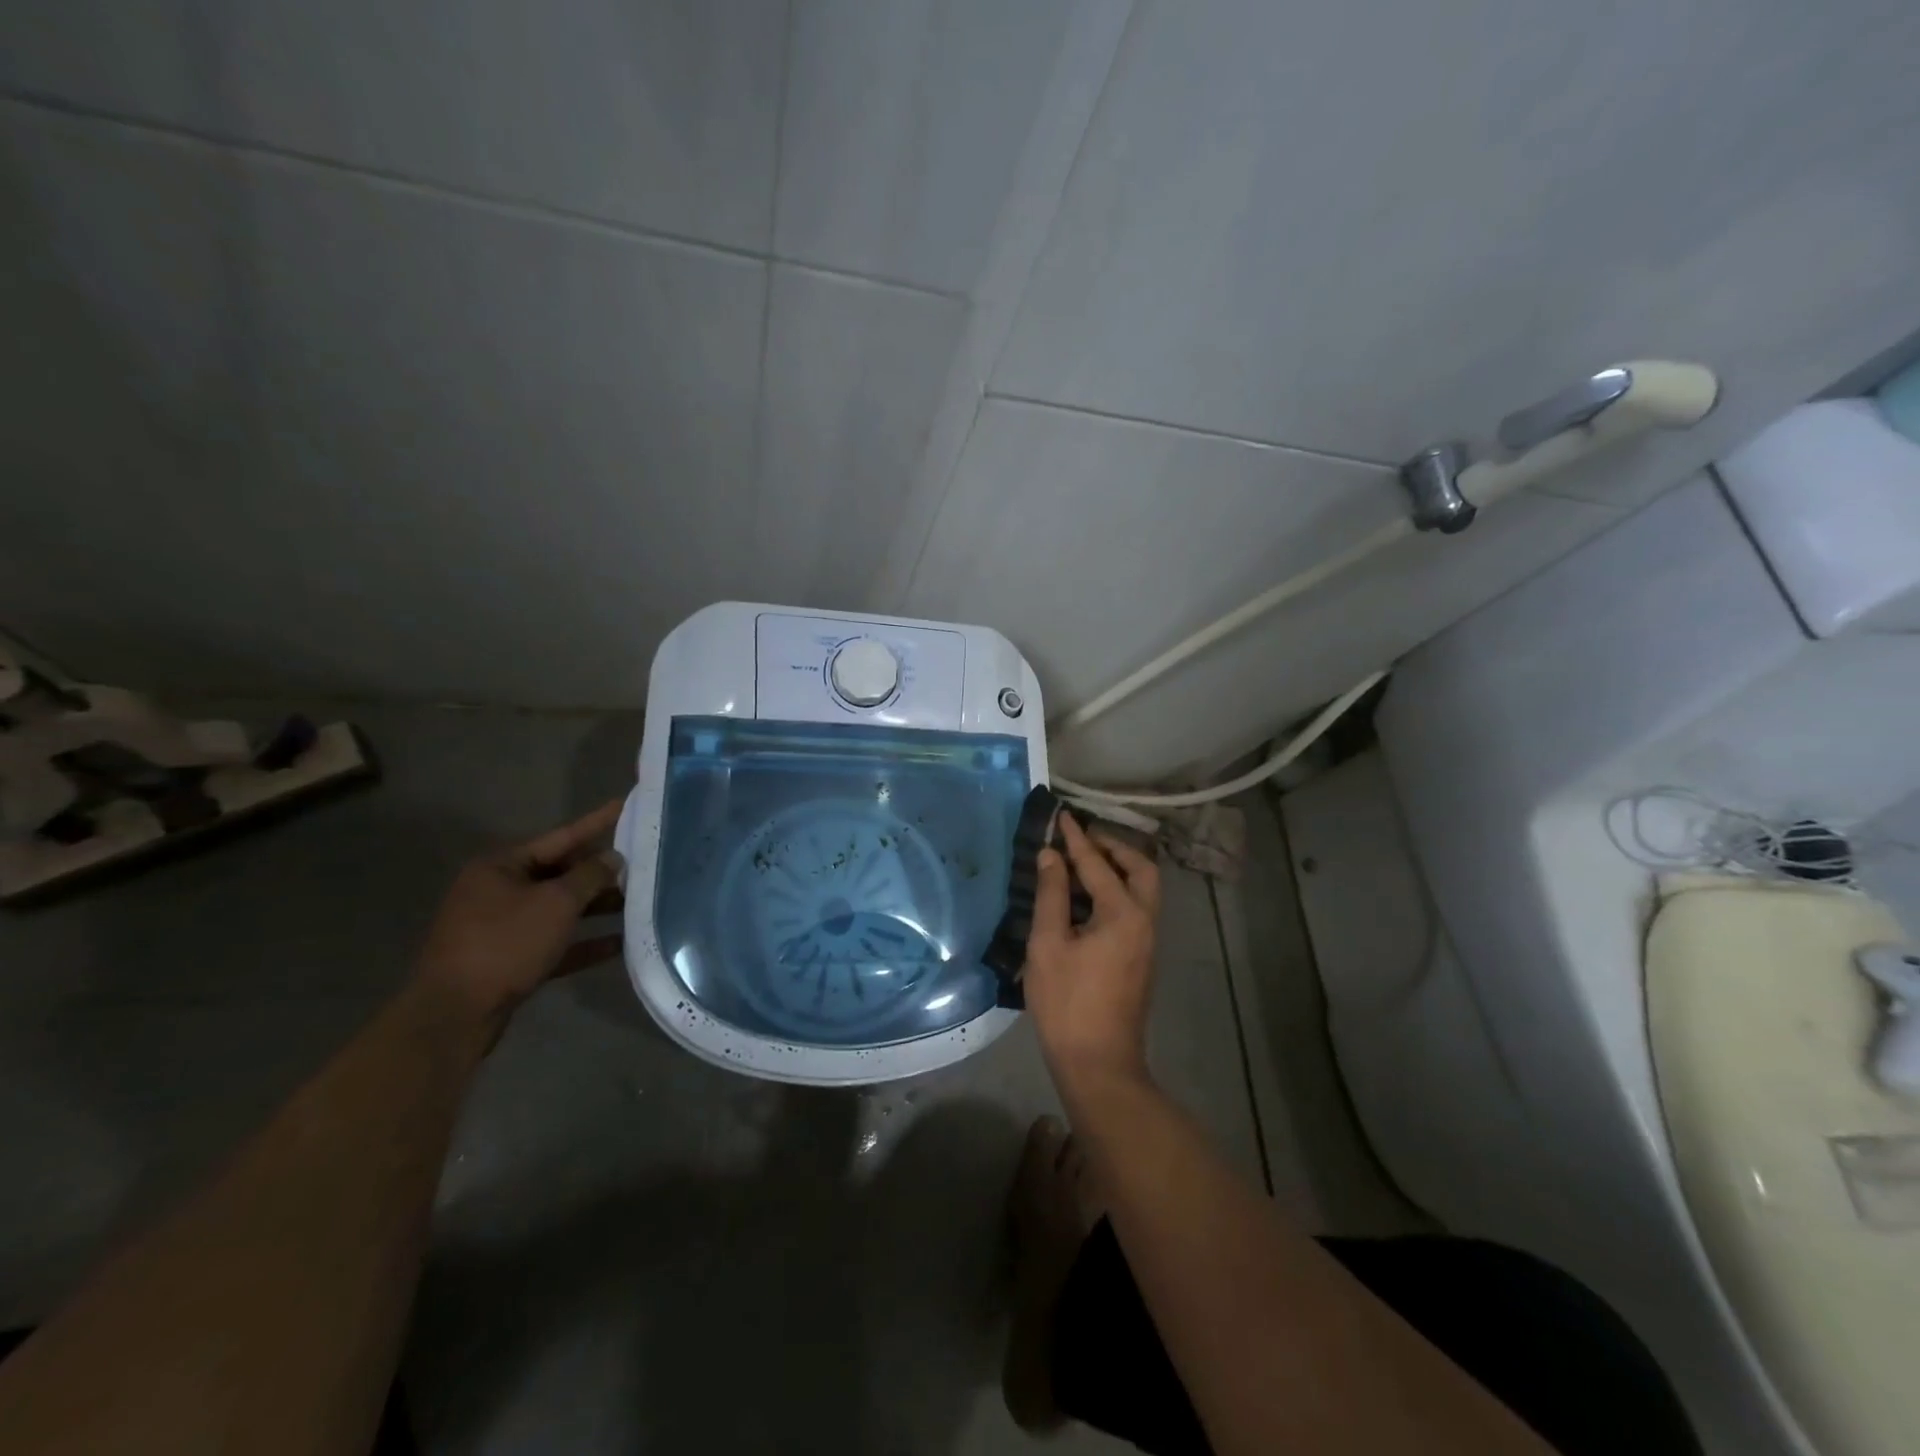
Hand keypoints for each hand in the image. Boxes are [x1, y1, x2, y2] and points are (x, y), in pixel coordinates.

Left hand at [414, 800, 625, 1035]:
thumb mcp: (556, 903)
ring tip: (638, 905)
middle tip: (642, 864)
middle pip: (560, 873)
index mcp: (502, 866)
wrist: (455, 1015)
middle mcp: (498, 891)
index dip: (596, 822)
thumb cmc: (505, 944)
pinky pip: (554, 943)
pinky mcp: (508, 961)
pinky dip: (583, 941)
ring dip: (596, 908)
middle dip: (601, 872)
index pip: (561, 837)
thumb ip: (590, 876)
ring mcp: (501, 927)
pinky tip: (619, 944)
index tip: (625, 804)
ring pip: (559, 909)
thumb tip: (613, 857)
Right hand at [1023, 812, 1160, 1093]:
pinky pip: (1135, 907)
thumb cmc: (1067, 1003)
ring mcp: (1147, 941)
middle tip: (1083, 839)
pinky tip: (1088, 897)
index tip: (1061, 815)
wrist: (1098, 1063)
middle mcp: (1144, 920)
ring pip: (1143, 889)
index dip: (1076, 838)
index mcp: (1123, 914)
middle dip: (1113, 848)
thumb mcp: (1048, 945)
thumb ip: (1052, 895)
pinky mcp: (1141, 957)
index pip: (1097, 864)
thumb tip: (1050, 856)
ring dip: (1118, 868)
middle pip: (1141, 869)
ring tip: (1083, 862)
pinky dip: (1117, 890)